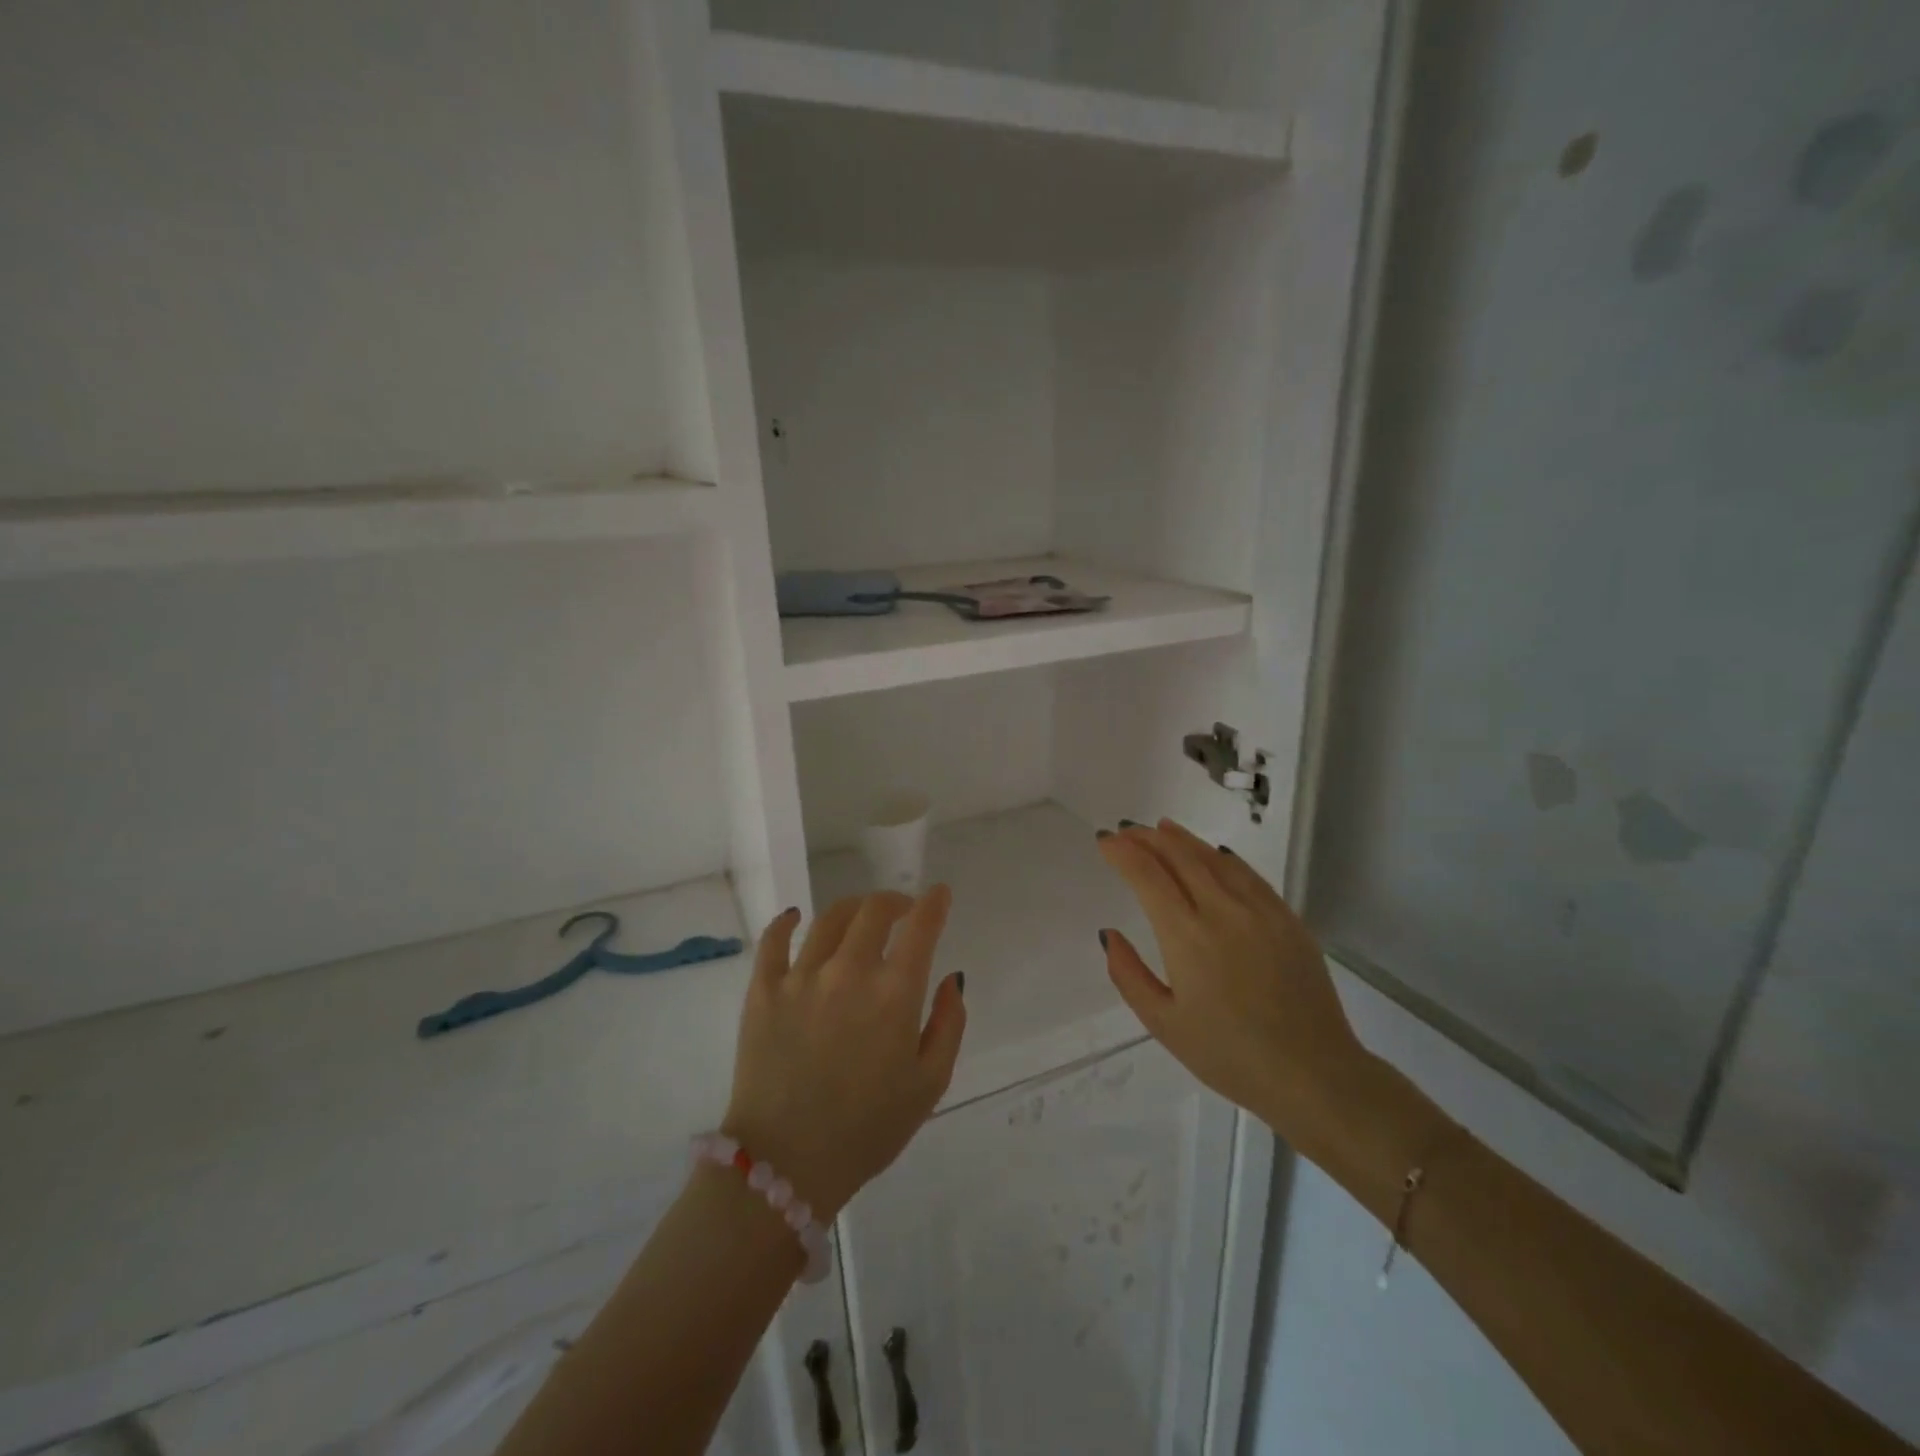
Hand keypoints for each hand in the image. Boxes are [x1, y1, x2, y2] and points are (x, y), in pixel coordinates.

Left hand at [723, 887, 966, 1219]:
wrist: (786, 1165)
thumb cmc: (868, 1130)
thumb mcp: (930, 1085)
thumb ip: (949, 1024)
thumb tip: (951, 979)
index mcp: (894, 994)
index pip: (921, 928)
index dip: (934, 903)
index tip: (939, 893)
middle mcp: (849, 971)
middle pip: (874, 911)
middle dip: (895, 901)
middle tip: (902, 910)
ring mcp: (801, 977)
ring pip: (829, 919)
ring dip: (853, 908)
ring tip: (860, 917)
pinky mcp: (763, 991)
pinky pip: (773, 941)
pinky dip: (787, 922)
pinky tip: (795, 918)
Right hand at [1095, 820, 1386, 1171]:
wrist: (1313, 1074)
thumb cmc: (1229, 1056)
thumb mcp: (1164, 1024)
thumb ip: (1129, 975)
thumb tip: (1109, 934)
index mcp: (1186, 936)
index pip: (1147, 875)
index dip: (1122, 852)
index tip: (1105, 842)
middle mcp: (1222, 911)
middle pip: (1179, 856)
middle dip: (1147, 838)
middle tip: (1126, 831)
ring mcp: (1260, 911)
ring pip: (1214, 858)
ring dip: (1183, 839)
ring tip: (1161, 828)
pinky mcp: (1288, 919)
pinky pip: (1248, 875)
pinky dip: (1223, 857)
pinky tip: (1214, 853)